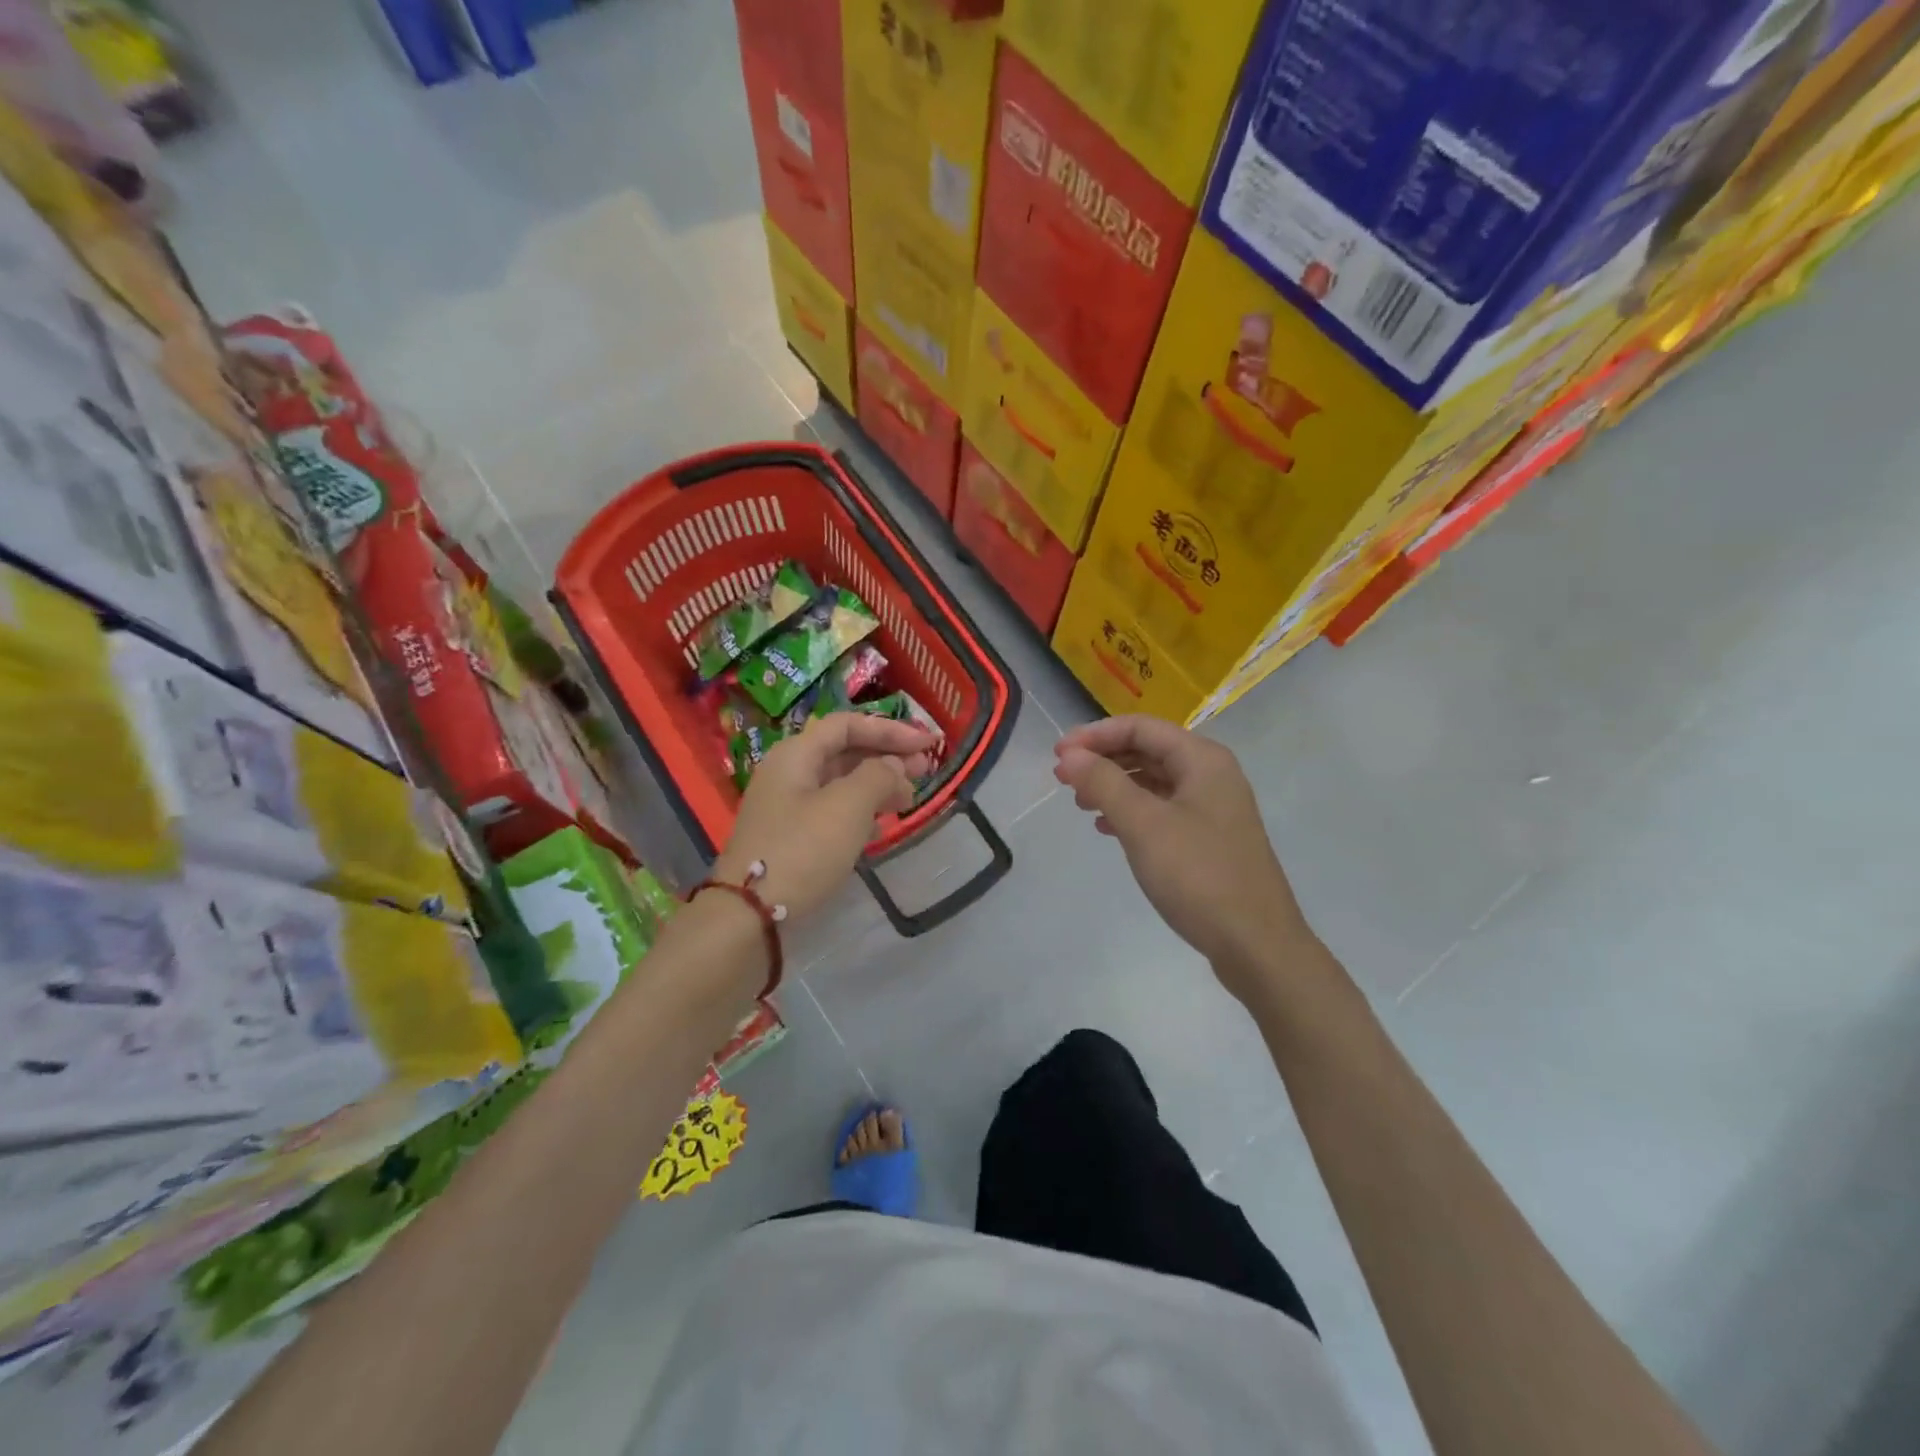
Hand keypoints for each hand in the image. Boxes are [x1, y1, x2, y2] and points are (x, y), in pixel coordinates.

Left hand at [714, 712, 936, 920]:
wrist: (749, 914)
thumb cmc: (802, 850)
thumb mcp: (848, 806)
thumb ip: (878, 776)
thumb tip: (894, 766)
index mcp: (796, 754)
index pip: (847, 725)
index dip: (890, 729)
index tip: (927, 744)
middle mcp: (789, 773)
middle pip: (844, 751)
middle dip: (886, 756)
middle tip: (924, 770)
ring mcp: (787, 806)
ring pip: (840, 783)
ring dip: (877, 785)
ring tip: (909, 799)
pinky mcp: (791, 837)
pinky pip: (832, 811)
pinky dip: (860, 811)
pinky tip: (881, 826)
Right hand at [1053, 717, 1312, 1000]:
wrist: (1256, 944)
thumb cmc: (1199, 876)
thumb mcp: (1143, 825)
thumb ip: (1104, 783)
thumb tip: (1069, 755)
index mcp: (1202, 759)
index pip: (1140, 727)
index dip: (1095, 735)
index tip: (1057, 754)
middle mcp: (1211, 774)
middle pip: (1148, 750)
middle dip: (1103, 759)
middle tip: (1063, 778)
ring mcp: (1213, 808)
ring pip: (1154, 781)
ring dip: (1114, 785)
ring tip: (1080, 803)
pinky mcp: (1209, 838)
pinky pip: (1163, 809)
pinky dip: (1132, 811)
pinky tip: (1107, 828)